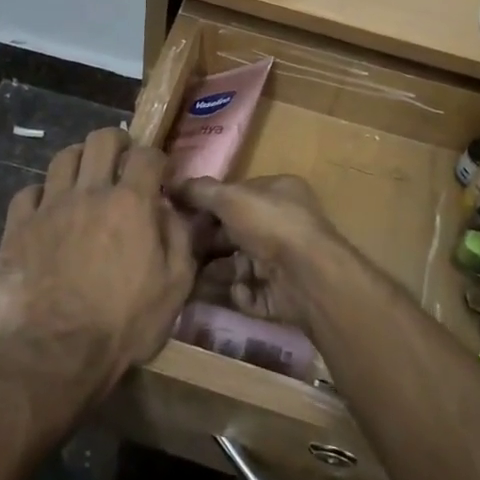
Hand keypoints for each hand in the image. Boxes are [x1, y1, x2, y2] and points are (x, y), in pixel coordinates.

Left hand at [0, 128, 195, 400]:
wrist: (57, 355)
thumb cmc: (125, 324)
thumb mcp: (175, 286)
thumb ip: (179, 237)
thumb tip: (171, 208)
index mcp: (130, 203)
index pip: (147, 155)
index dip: (156, 159)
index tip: (158, 175)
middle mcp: (89, 192)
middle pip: (101, 139)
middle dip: (117, 143)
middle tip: (121, 163)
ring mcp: (49, 207)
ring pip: (63, 158)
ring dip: (80, 162)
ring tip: (85, 181)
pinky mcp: (18, 227)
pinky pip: (28, 192)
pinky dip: (42, 195)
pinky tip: (48, 211)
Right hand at [171, 175, 344, 331]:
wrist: (308, 276)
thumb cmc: (270, 224)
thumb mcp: (230, 198)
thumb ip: (200, 191)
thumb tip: (171, 185)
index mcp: (278, 193)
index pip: (237, 195)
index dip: (208, 204)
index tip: (179, 214)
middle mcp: (283, 224)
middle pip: (235, 232)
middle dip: (208, 242)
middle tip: (178, 250)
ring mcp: (284, 261)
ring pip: (240, 265)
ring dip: (216, 271)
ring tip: (190, 278)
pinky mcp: (282, 294)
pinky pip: (251, 293)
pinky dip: (240, 293)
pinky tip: (235, 290)